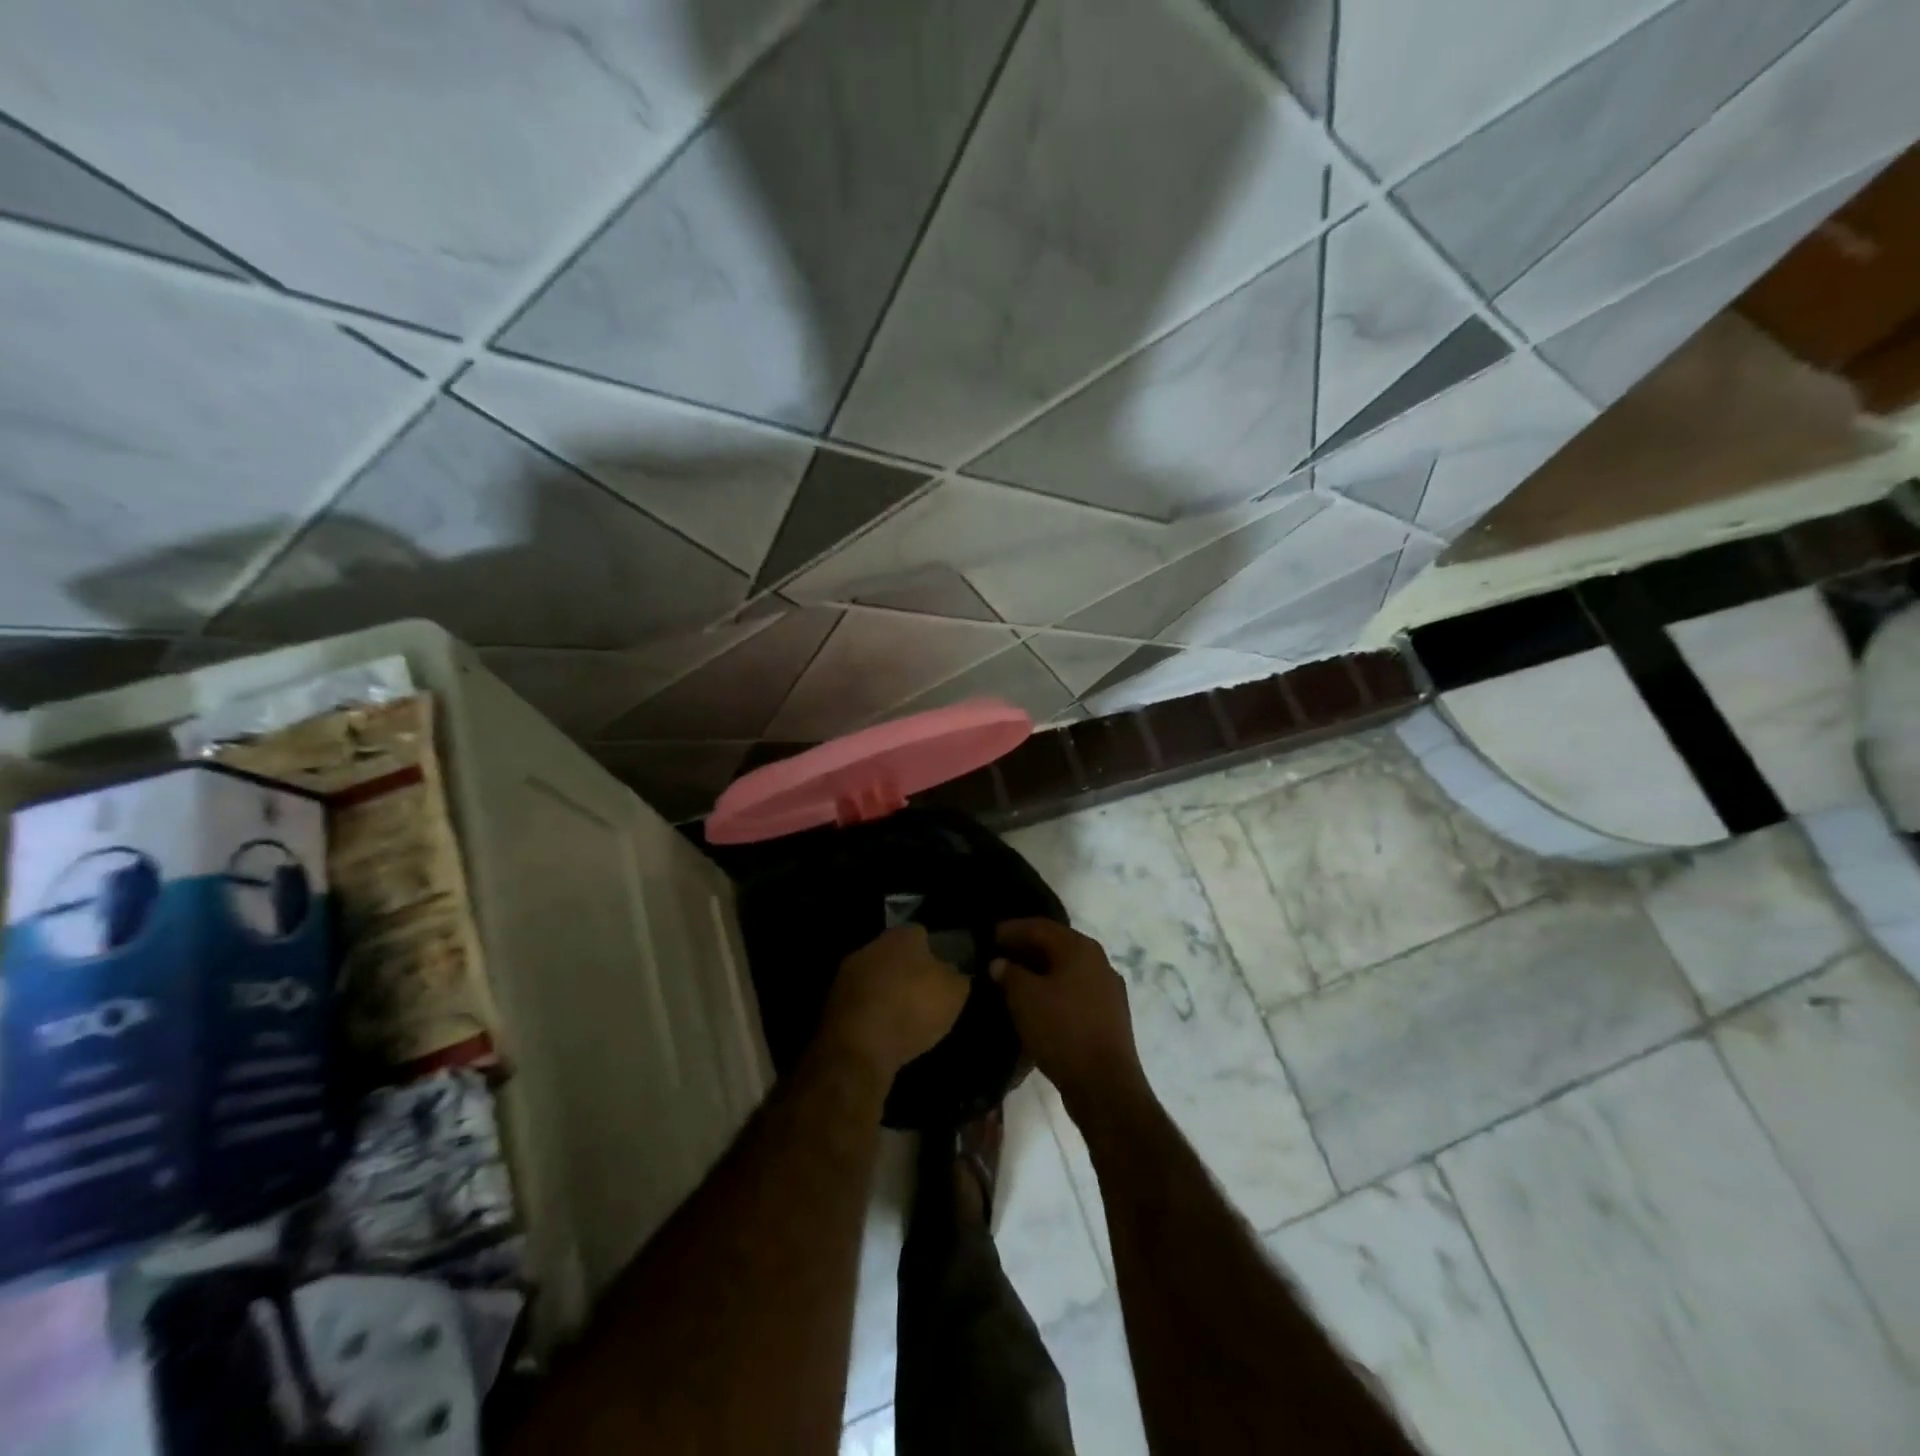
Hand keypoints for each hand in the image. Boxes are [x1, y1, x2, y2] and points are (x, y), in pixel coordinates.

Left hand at [820, 925, 969, 1082]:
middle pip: (896, 954)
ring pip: (876, 977)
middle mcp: (872, 945)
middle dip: (908, 971)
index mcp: (902, 935)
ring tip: (904, 1019)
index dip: (935, 953)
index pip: (922, 934)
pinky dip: (872, 1013)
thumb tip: (953, 972)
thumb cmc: (912, 1009)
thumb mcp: (954, 994)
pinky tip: (883, 1032)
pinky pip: (861, 1002)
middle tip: (924, 996)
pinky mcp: (832, 1001)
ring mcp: (847, 972)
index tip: (942, 976)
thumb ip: (957, 977)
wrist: (858, 1046)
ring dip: (887, 992)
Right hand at [992, 920, 1146, 1116]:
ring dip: (1040, 971)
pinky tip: (1039, 1004)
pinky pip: (1076, 991)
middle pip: (1056, 945)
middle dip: (1026, 949)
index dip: (1012, 929)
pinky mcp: (1110, 1015)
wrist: (1105, 1084)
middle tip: (999, 955)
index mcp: (1080, 948)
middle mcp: (1099, 961)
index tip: (988, 935)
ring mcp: (1108, 989)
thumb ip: (1009, 973)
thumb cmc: (1062, 1030)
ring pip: (1067, 970)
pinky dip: (1054, 990)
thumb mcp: (1025, 998)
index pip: (1040, 927)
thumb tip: (1000, 963)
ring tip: (1014, 980)